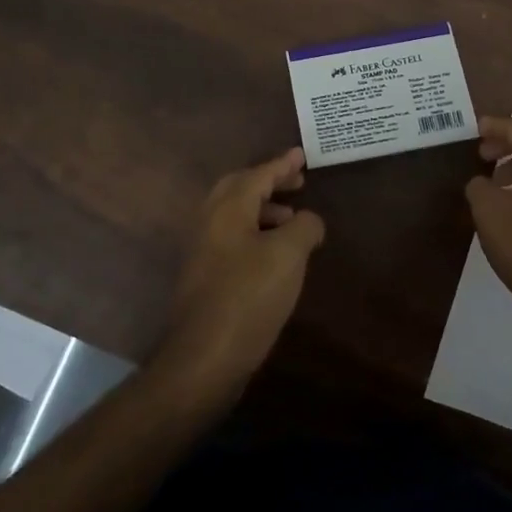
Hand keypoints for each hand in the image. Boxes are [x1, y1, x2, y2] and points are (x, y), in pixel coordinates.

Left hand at [159, 147, 324, 393]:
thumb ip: (304, 227)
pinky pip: (233, 239)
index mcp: (227, 209)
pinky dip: (256, 234)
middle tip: (297, 183)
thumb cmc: (249, 296)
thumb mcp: (288, 255)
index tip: (301, 155)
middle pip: (239, 189)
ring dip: (264, 210)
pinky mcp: (205, 277)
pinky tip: (276, 256)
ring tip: (293, 221)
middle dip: (269, 183)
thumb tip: (308, 220)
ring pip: (235, 216)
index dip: (282, 164)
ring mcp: (203, 251)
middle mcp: (210, 222)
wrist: (205, 357)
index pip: (257, 175)